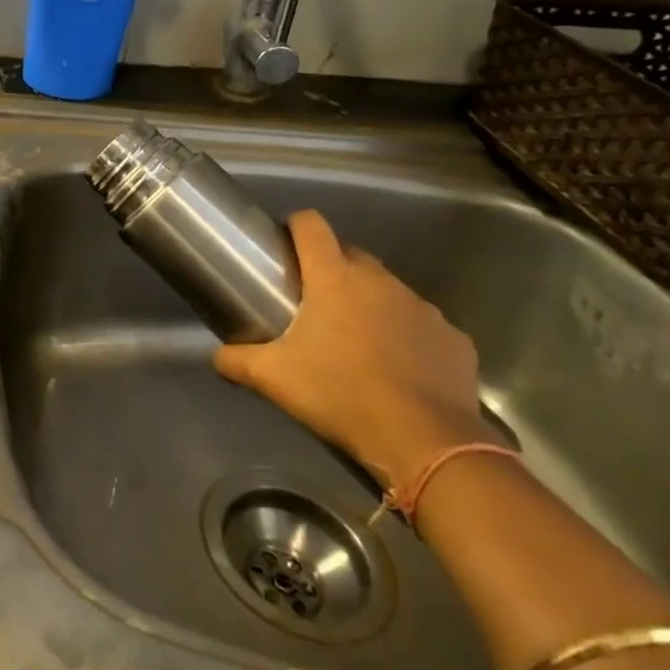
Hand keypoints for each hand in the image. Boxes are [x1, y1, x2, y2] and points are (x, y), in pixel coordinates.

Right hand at [213, 210, 492, 490]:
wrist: (426, 444)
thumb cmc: (340, 395)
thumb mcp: (273, 379)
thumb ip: (237, 360)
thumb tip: (216, 356)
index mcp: (334, 278)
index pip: (311, 225)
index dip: (295, 226)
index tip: (284, 246)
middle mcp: (380, 281)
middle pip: (350, 254)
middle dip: (331, 269)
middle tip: (313, 304)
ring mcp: (422, 308)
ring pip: (387, 290)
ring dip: (370, 303)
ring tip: (356, 341)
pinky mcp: (454, 339)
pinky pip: (421, 326)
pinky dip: (407, 336)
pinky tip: (398, 369)